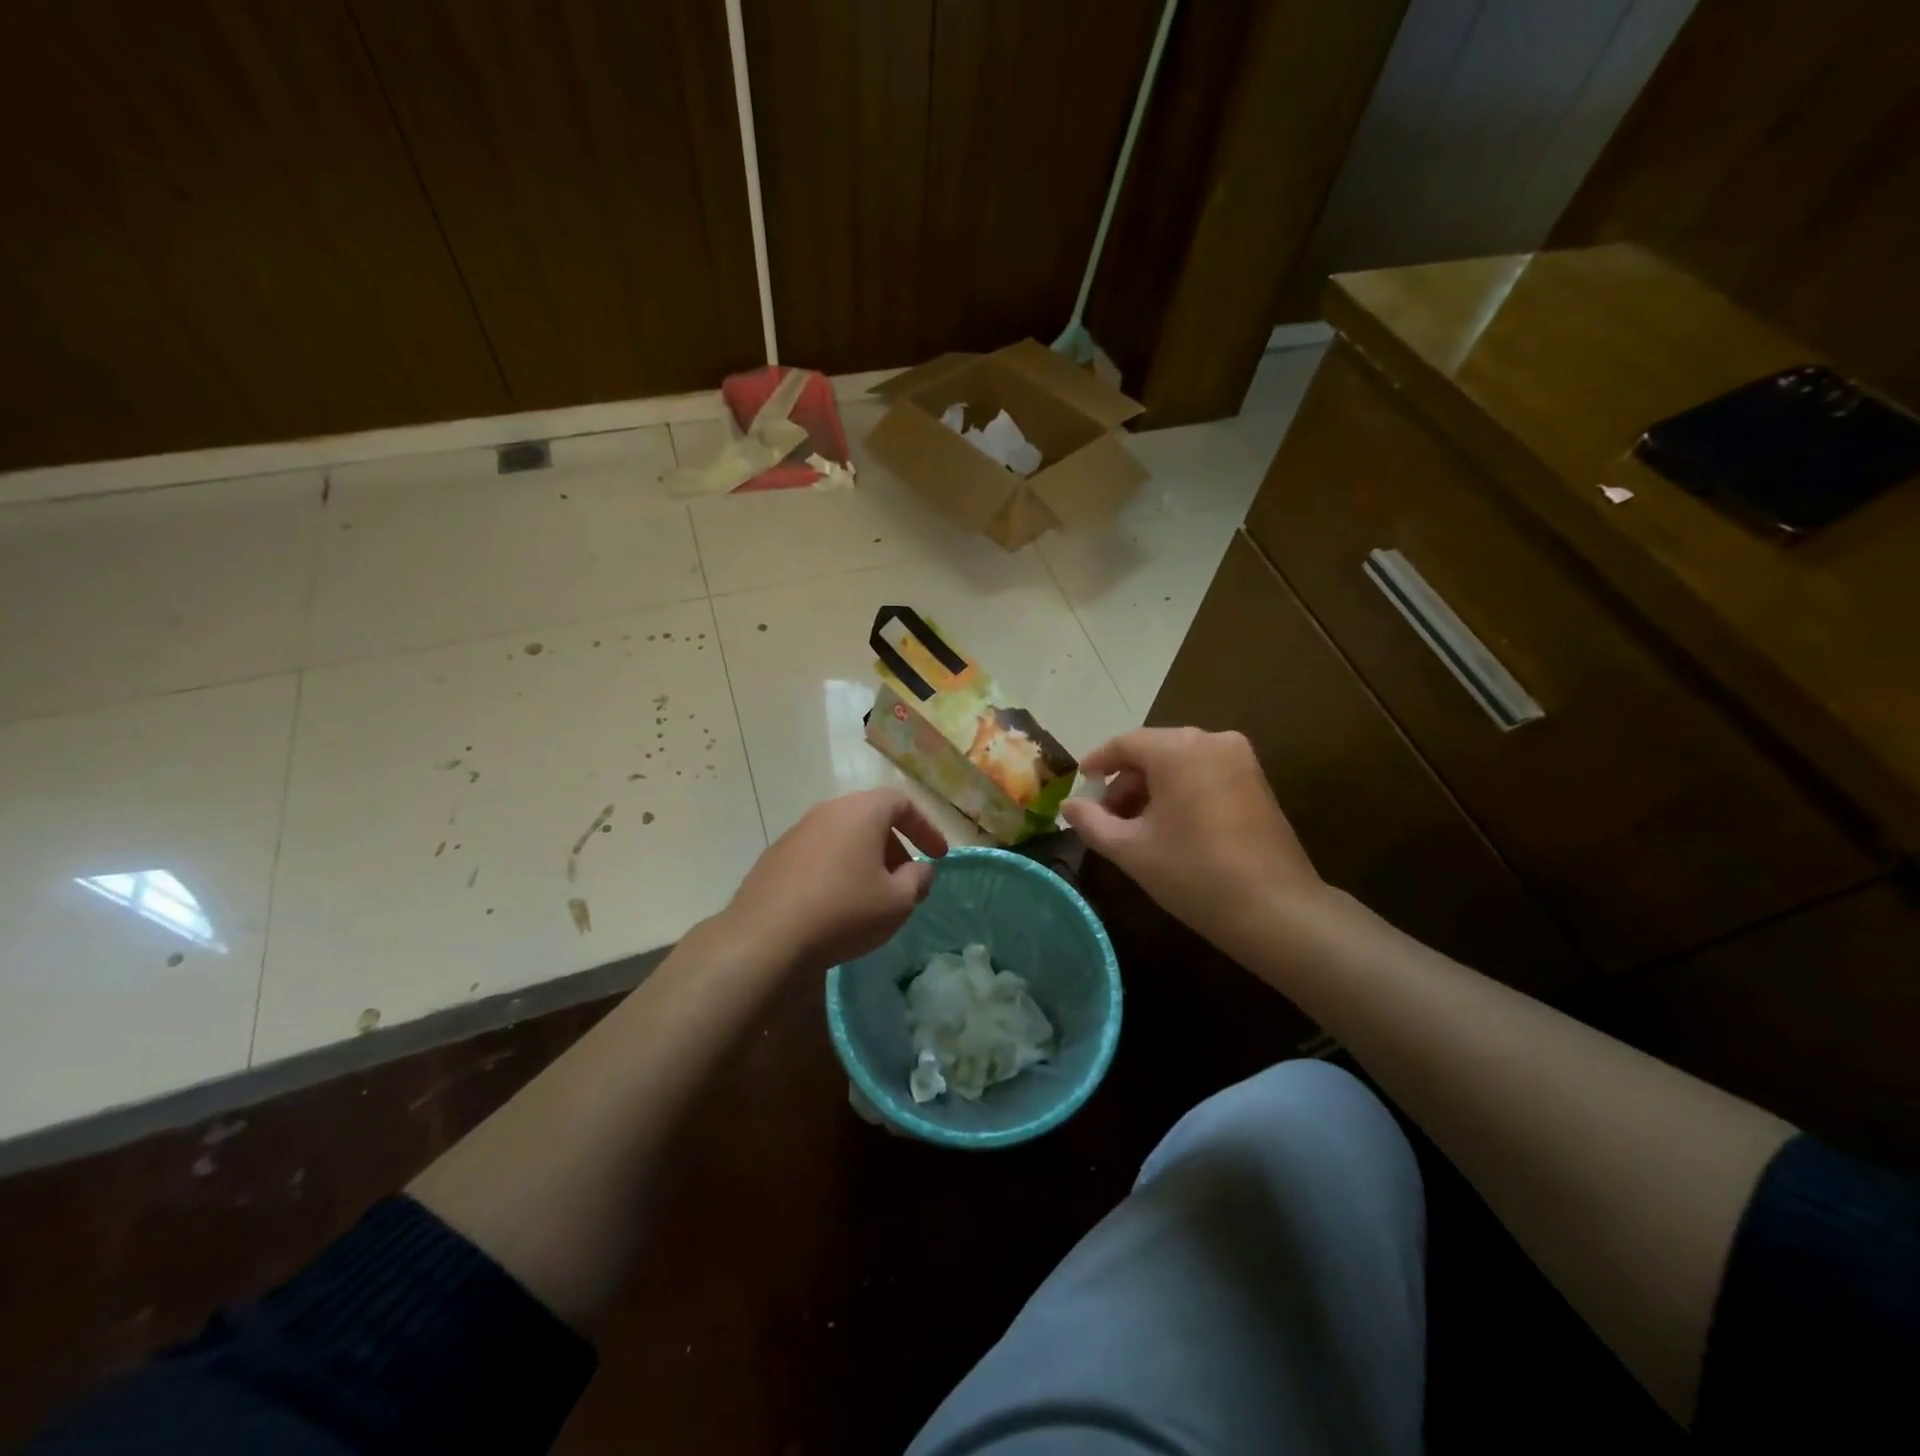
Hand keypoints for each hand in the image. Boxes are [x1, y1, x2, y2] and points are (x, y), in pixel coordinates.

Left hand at [721, 788, 947, 973]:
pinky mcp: (774, 858)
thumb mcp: (898, 902)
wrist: (767, 938)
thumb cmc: (845, 911)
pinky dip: (836, 871)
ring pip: (842, 837)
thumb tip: (920, 870)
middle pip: (870, 818)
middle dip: (894, 847)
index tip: (938, 856)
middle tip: (906, 880)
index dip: (925, 827)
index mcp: (861, 811)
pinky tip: (836, 906)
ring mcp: (796, 833)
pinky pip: (817, 856)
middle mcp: (827, 812)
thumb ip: (918, 880)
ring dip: (864, 860)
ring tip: (872, 896)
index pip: (902, 802)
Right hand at [1060, 728, 1325, 952]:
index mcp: (1177, 749)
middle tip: (1106, 817)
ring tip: (1136, 827)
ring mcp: (1240, 759)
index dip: (1097, 763)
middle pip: (1153, 751)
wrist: (1275, 908)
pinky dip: (1181, 791)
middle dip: (1125, 781)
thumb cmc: (1193, 873)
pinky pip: (1205, 773)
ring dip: (1153, 788)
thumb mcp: (1130, 849)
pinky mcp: (1257, 780)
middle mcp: (1211, 741)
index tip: (1080, 786)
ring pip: (1180, 763)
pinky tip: (1171, 827)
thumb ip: (1092, 822)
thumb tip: (1069, 806)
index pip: (1124, 744)